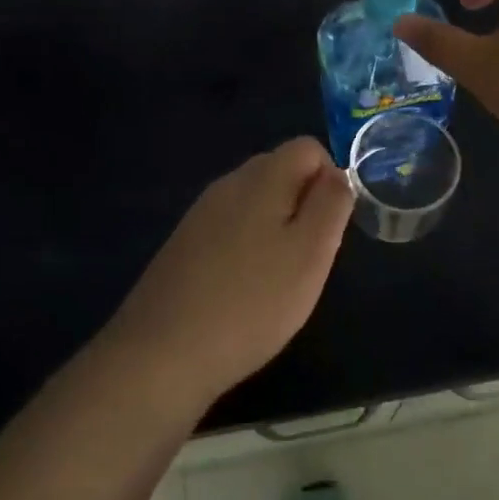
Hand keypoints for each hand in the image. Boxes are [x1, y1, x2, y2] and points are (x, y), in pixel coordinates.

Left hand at [103, 138, 353, 415]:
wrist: (161, 352)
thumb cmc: (251, 302)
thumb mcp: (311, 253)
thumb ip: (331, 204)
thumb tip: (337, 174)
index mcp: (262, 177)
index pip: (309, 147)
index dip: (331, 179)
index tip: (329, 229)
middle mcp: (229, 183)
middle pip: (280, 170)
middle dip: (304, 204)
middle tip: (308, 257)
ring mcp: (201, 212)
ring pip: (255, 201)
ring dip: (276, 228)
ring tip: (278, 280)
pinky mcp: (184, 243)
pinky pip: (230, 227)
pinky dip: (248, 247)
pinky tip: (243, 291)